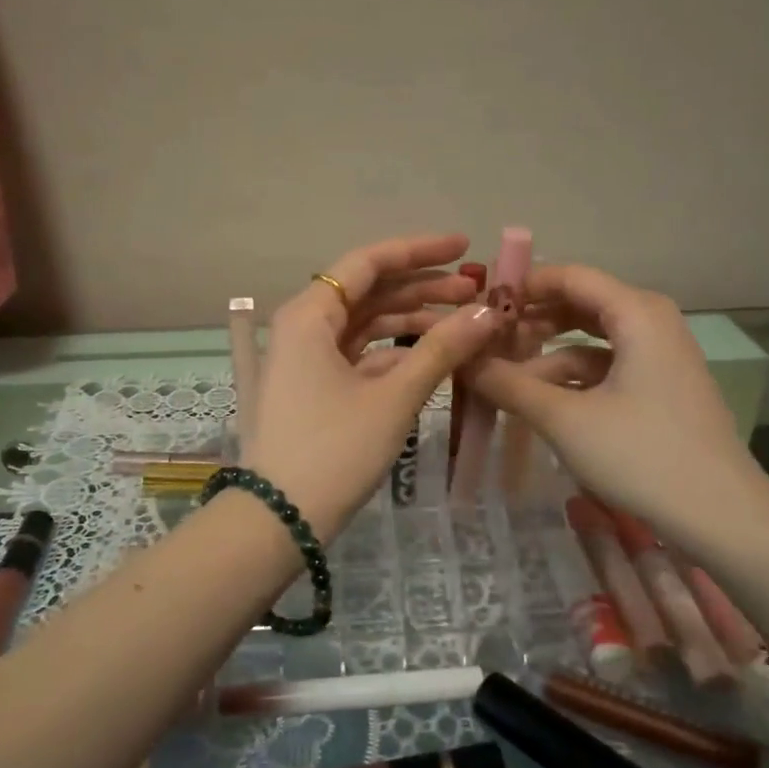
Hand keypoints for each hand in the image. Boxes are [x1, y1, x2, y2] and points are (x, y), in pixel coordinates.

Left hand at [245, 234, 505, 541]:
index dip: (420, 251)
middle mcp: (303, 326)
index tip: (466, 249)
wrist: (279, 519)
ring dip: (413, 321)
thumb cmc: (334, 450)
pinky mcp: (314, 387)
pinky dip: (395, 352)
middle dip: (423, 289)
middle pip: (369, 291)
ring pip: (365, 324)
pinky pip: (359, 355)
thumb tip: (490, 311)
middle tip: (478, 293)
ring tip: (466, 323)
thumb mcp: (393, 397)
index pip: (369, 263)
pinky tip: (434, 356)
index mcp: (310, 314)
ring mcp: (305, 358)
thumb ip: (442, 349)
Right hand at [470, 264, 768, 560]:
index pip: (568, 276)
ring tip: (502, 378)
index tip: (477, 308)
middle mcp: (651, 322)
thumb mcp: (564, 419)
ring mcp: (659, 357)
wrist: (722, 518)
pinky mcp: (660, 388)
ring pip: (590, 341)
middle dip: (530, 323)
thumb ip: (509, 384)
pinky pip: (606, 368)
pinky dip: (571, 379)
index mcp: (636, 312)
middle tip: (483, 343)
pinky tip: (539, 402)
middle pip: (579, 305)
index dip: (521, 287)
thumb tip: (461, 360)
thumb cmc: (641, 455)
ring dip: (546, 355)